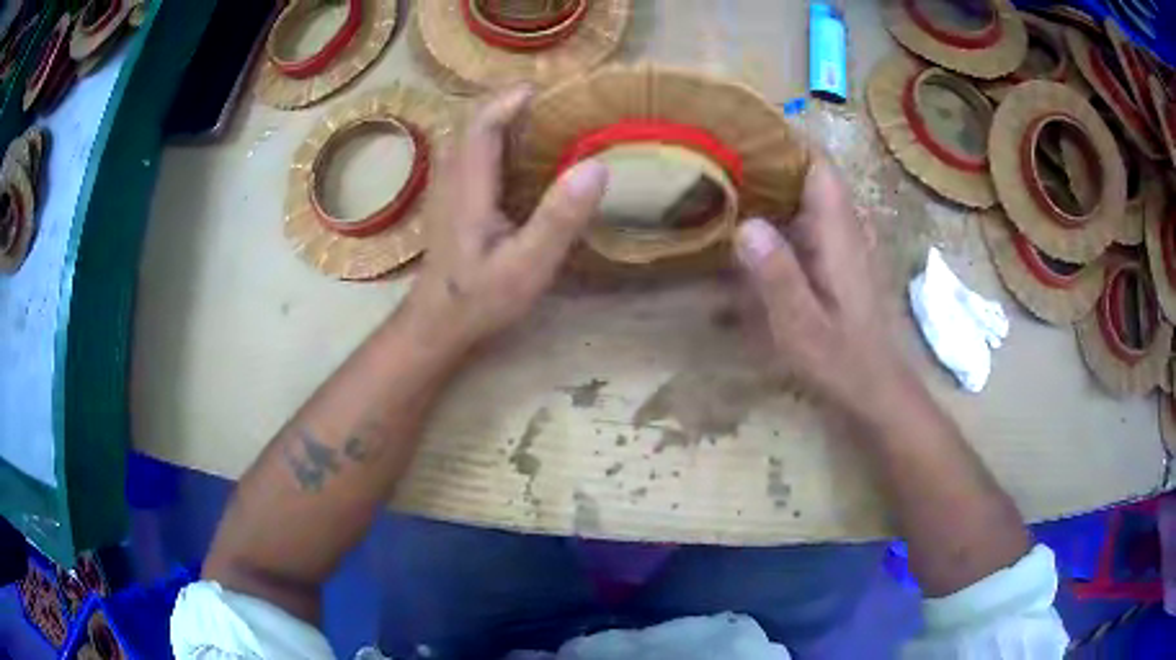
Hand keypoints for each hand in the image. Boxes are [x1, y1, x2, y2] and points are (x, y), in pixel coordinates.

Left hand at [403, 86, 607, 352]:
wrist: (437, 325)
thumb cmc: (480, 299)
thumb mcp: (527, 266)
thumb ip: (558, 218)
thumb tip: (596, 166)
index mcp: (469, 184)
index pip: (483, 121)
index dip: (513, 98)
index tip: (552, 88)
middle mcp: (451, 176)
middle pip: (473, 121)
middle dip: (510, 103)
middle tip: (553, 102)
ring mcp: (446, 187)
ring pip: (468, 135)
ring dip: (501, 118)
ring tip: (542, 119)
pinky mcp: (449, 199)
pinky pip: (469, 152)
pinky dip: (494, 139)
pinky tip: (520, 155)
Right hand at [734, 158, 912, 420]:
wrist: (877, 390)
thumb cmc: (843, 362)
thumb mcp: (803, 327)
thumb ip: (778, 276)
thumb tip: (746, 224)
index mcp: (840, 234)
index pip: (819, 164)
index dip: (785, 139)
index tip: (741, 129)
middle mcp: (845, 228)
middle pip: (810, 173)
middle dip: (769, 158)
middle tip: (719, 155)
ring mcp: (844, 244)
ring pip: (809, 196)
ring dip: (773, 184)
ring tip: (726, 180)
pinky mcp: (839, 261)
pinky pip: (809, 220)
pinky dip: (781, 212)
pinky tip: (750, 226)